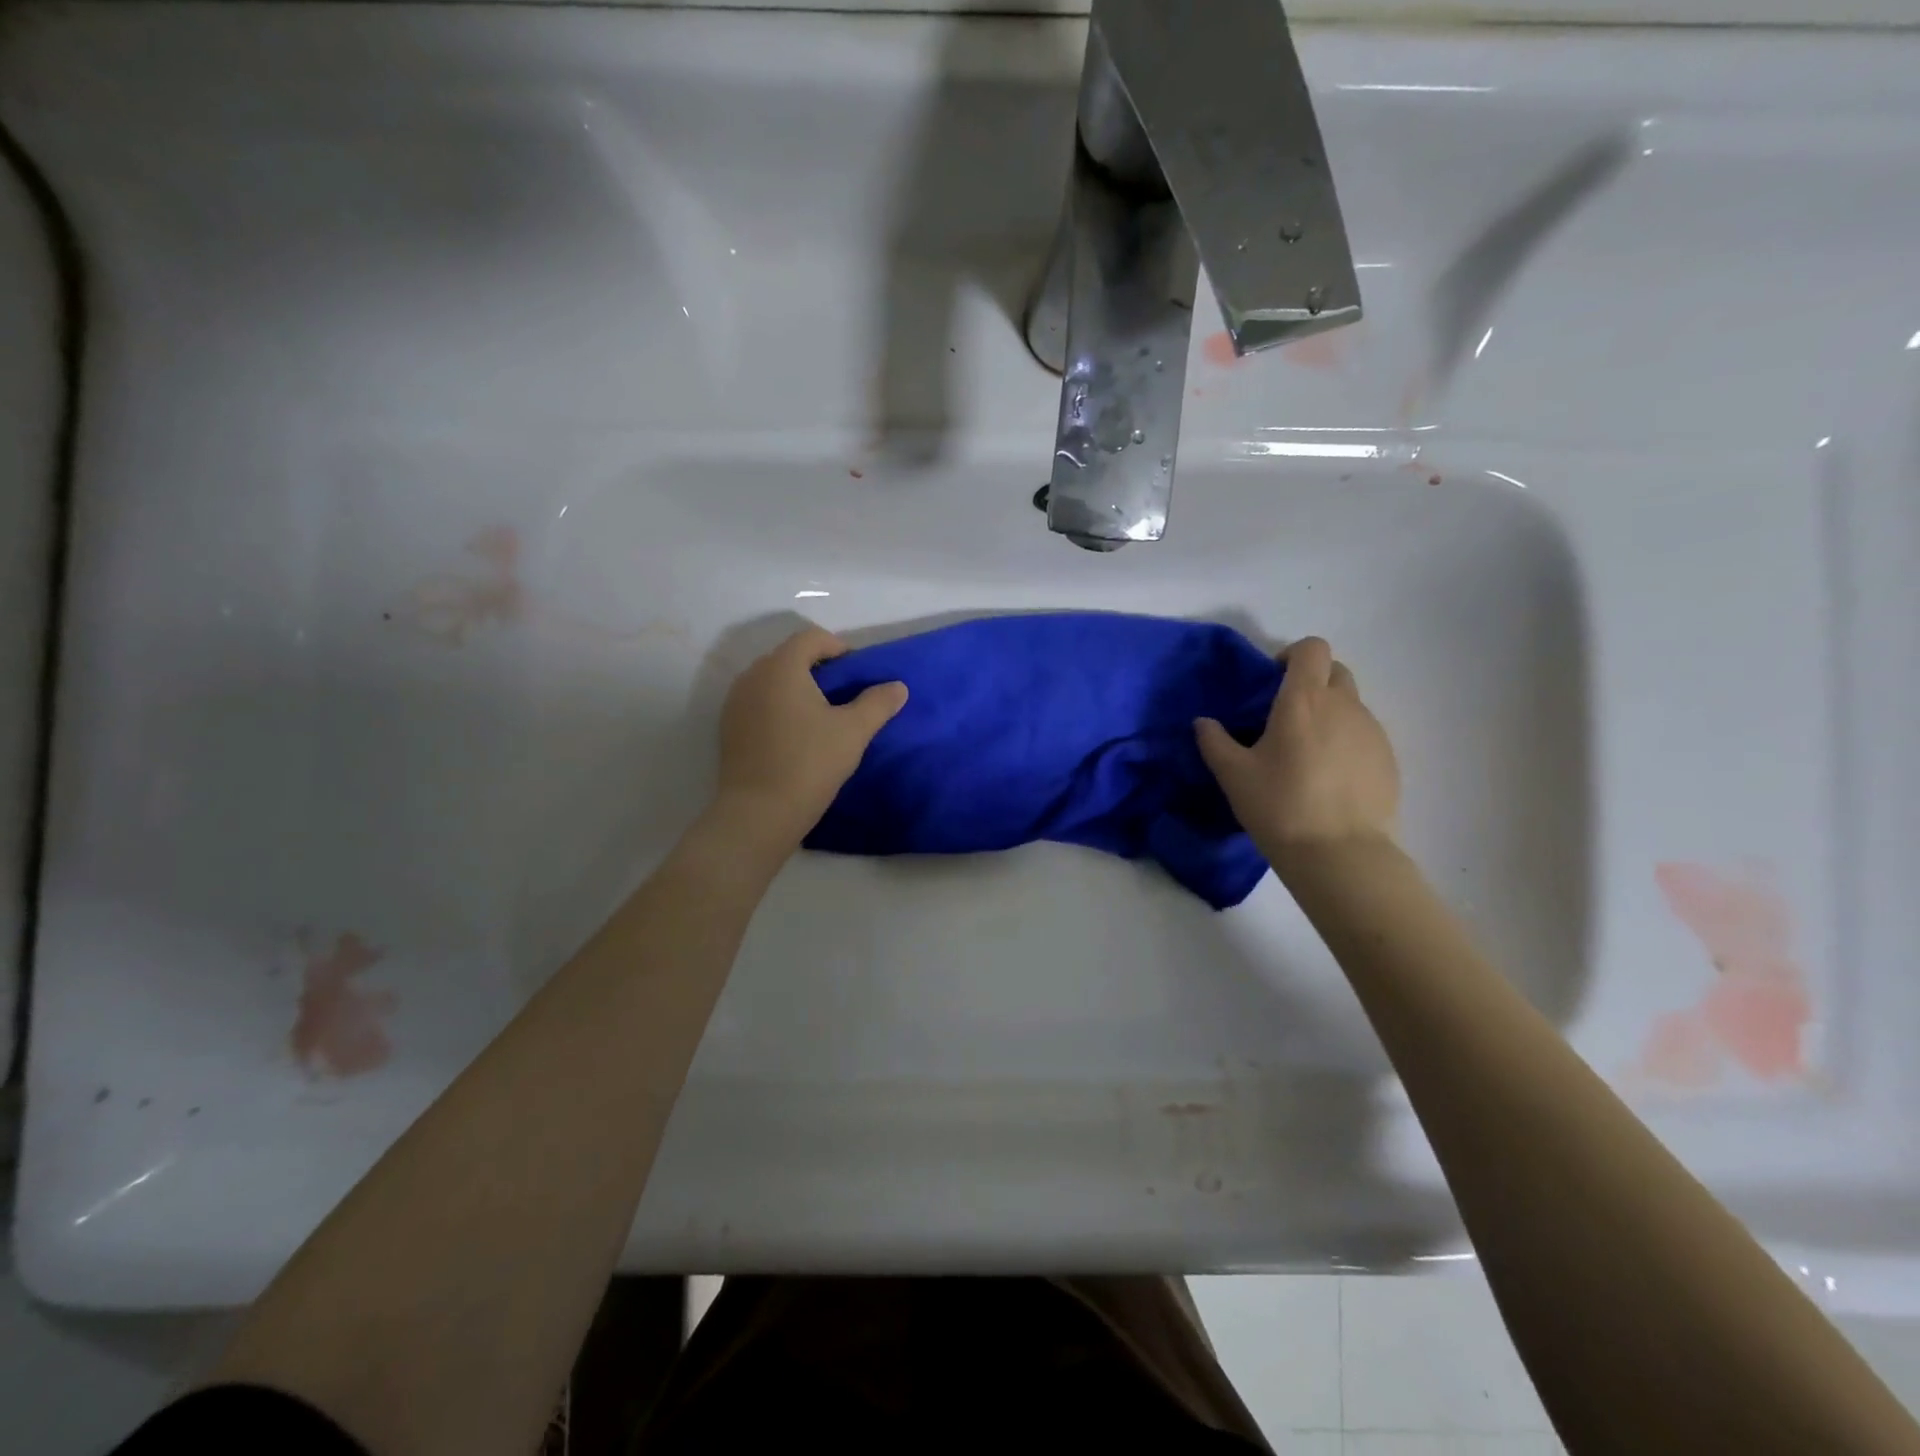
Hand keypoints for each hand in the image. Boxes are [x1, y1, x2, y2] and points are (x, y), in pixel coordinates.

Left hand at [715, 627, 907, 846]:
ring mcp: (735, 703)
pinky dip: (778, 708)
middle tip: (844, 694)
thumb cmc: (810, 763)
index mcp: (781, 667)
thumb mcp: (854, 731)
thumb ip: (877, 703)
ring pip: (771, 682)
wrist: (759, 813)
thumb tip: (898, 686)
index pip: (811, 638)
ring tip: (821, 717)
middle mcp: (752, 676)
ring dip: (797, 689)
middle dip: (818, 668)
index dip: (838, 647)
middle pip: (789, 657)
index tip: (857, 672)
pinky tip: (796, 737)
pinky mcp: (728, 729)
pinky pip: (758, 704)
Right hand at [1195, 637, 1399, 856]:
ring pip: (1351, 704)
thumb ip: (1214, 741)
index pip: (1312, 648)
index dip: (1293, 655)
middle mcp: (1344, 705)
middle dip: (1311, 682)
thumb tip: (1203, 722)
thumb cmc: (1280, 806)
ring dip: (1329, 714)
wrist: (1340, 854)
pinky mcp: (1389, 759)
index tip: (1273, 682)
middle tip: (1286, 717)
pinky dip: (1346, 742)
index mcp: (1304, 700)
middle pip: (1335, 671)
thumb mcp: (1233, 775)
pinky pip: (1364, 735)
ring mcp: (1373, 731)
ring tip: (1307, 754)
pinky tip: (1329, 778)